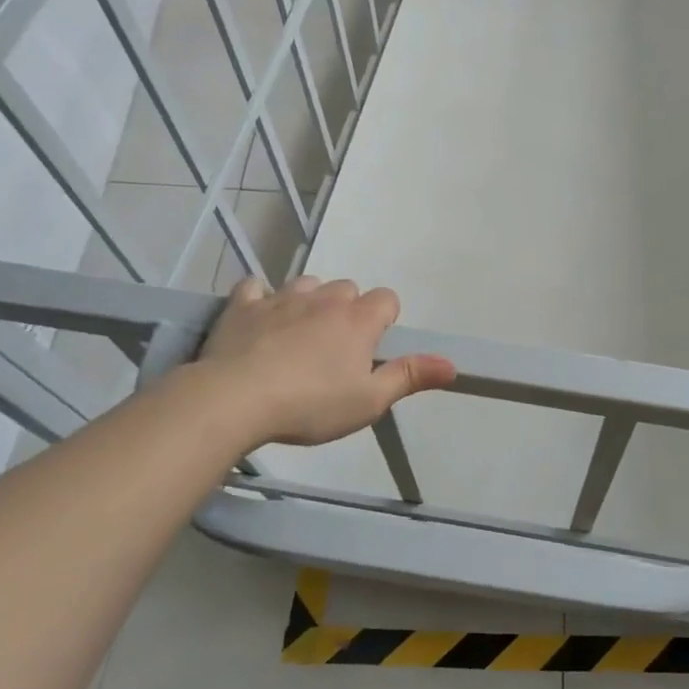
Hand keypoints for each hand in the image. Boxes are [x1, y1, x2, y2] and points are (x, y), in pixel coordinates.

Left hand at [193, 276, 455, 446]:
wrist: (235, 400)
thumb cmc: (311, 404)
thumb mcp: (369, 401)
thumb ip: (410, 377)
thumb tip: (452, 364)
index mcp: (358, 320)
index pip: (386, 299)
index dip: (384, 319)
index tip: (373, 347)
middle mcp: (324, 299)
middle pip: (347, 288)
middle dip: (348, 310)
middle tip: (336, 349)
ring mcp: (282, 298)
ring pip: (307, 284)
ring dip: (310, 301)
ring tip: (300, 335)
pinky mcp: (243, 306)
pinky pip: (256, 288)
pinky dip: (262, 299)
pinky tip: (260, 319)